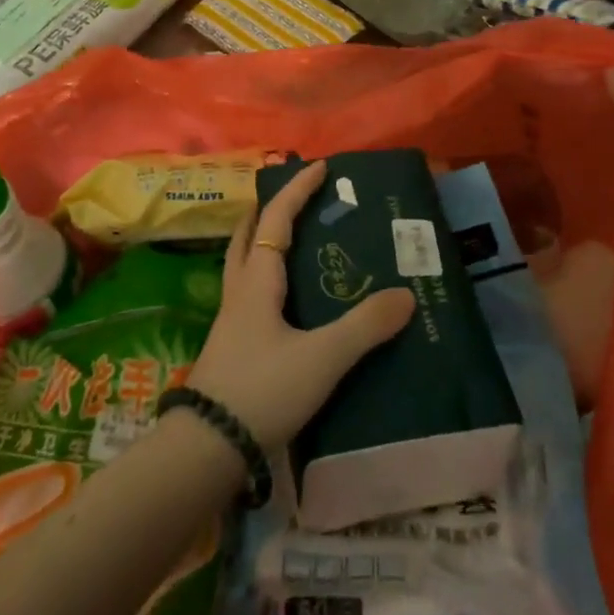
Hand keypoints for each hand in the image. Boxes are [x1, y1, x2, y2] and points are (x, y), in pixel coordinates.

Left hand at [186, 160, 415, 451]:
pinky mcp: (232, 346)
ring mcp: (231, 320)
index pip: (276, 219)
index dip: (298, 190)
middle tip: (297, 198)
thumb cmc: (263, 389)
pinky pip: (249, 292)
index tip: (320, 166)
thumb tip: (406, 295)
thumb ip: (365, 327)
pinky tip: (285, 299)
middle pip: (248, 234)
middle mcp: (240, 291)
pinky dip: (266, 276)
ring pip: (244, 263)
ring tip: (290, 239)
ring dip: (263, 240)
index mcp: (258, 281)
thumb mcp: (322, 358)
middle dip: (270, 209)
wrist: (207, 448)